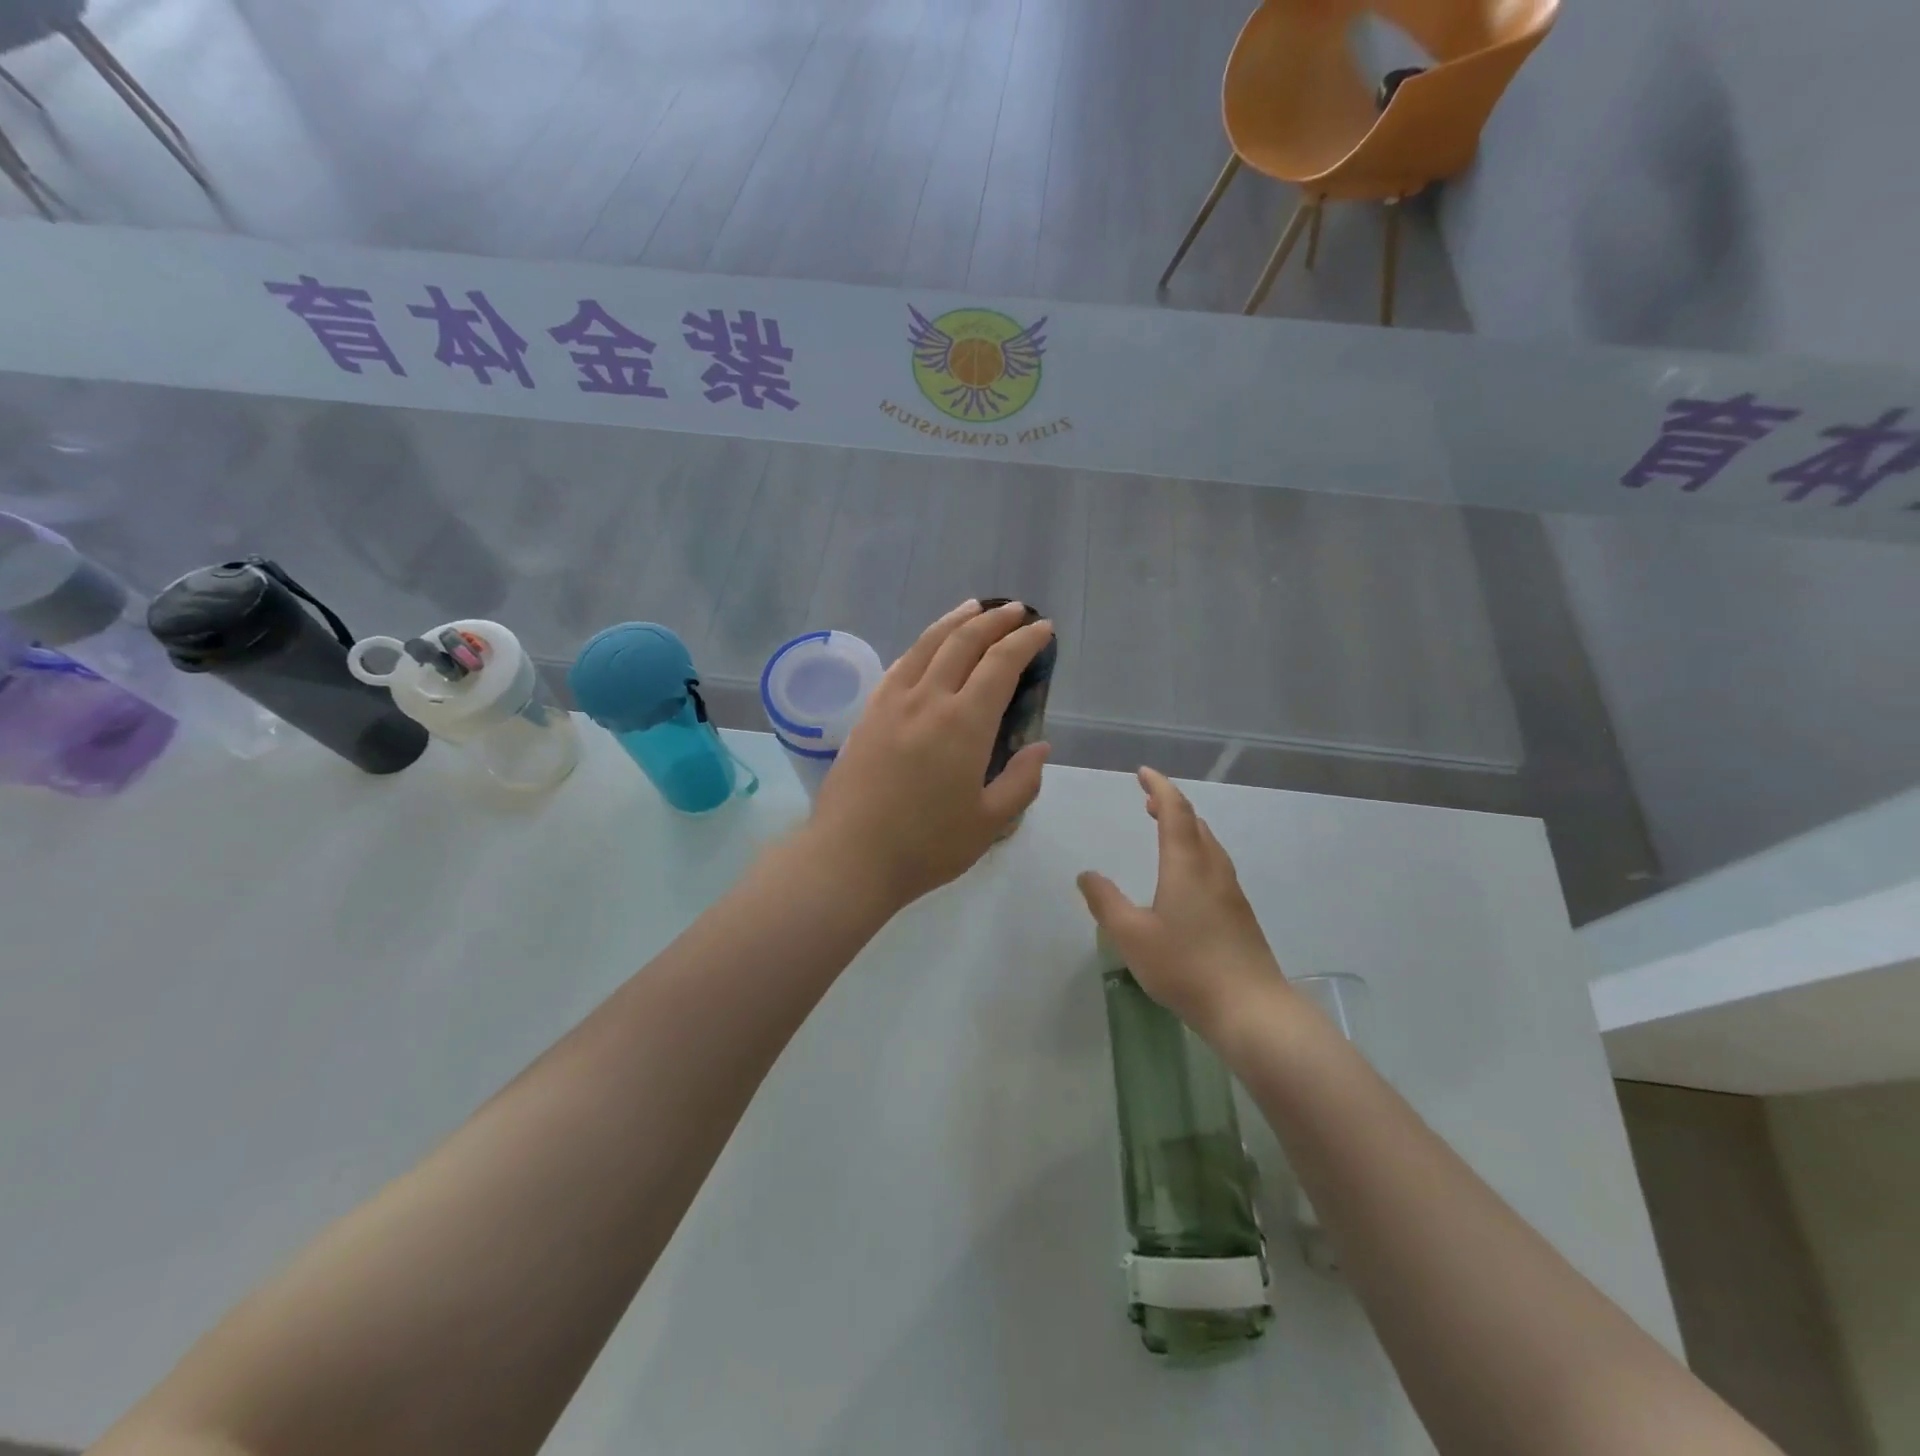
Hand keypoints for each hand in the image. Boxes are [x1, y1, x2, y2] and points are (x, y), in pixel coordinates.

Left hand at [808, 600, 1052, 911]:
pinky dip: (921, 645)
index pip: (1000, 664)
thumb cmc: (926, 846)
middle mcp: (928, 700)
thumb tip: (1041, 746)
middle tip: (1016, 611)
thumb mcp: (989, 823)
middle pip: (963, 642)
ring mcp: (892, 703)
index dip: (1025, 641)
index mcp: (965, 724)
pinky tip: (927, 646)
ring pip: (927, 644)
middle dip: (994, 620)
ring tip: (975, 607)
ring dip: (955, 620)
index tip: (1042, 629)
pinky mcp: (868, 714)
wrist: (850, 857)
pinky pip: (899, 665)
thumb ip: (1021, 781)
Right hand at [1077, 768, 1287, 1036]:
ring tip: (1164, 830)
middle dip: (1172, 805)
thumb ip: (1105, 902)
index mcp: (1186, 865)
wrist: (1251, 1009)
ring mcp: (1231, 892)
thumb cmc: (1186, 967)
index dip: (1159, 787)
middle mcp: (1213, 869)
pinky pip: (1215, 865)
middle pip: (1195, 823)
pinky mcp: (1240, 914)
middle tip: (1148, 801)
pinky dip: (1196, 851)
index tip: (1143, 773)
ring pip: (1209, 844)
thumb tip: (1086, 874)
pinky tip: (1186, 877)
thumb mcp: (1132, 935)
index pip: (1175, 811)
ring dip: (1186, 828)